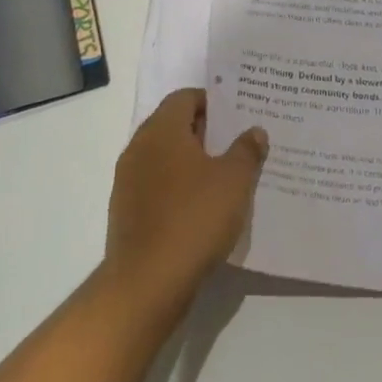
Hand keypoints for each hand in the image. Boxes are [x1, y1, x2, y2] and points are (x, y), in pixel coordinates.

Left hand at [105, 90, 267, 307]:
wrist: (147, 284)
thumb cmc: (194, 218)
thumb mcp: (234, 180)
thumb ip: (246, 150)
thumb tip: (254, 131)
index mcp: (162, 130)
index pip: (185, 97)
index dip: (213, 102)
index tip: (238, 114)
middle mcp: (139, 148)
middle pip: (174, 126)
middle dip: (205, 132)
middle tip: (238, 142)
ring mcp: (128, 182)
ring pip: (165, 158)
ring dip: (192, 162)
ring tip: (225, 175)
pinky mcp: (126, 212)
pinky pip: (157, 186)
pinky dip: (178, 188)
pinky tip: (203, 207)